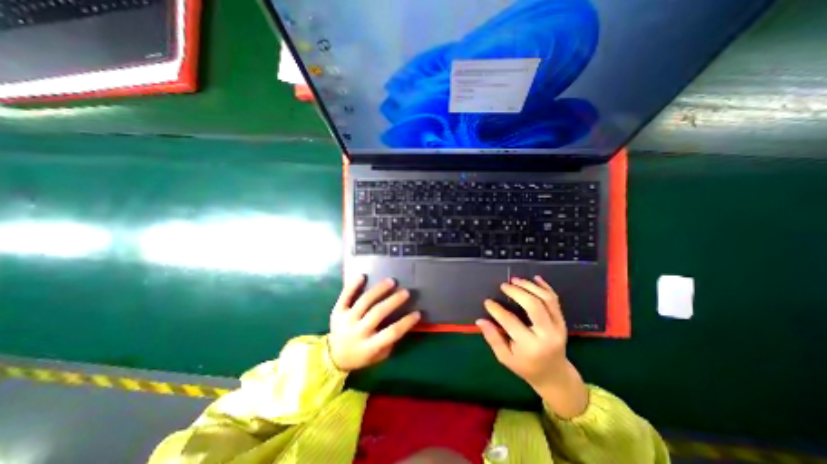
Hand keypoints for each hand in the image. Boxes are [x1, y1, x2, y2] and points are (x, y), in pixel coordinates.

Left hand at [328, 277, 422, 370]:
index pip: (391, 333)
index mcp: (369, 346)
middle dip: (393, 301)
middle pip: (377, 313)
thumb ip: (390, 341)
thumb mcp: (378, 356)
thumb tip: (404, 321)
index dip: (406, 323)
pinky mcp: (337, 312)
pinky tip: (363, 276)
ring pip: (364, 302)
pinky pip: (345, 296)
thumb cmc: (361, 356)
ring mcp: (346, 320)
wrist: (333, 357)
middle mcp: (357, 332)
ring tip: (391, 281)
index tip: (417, 313)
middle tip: (406, 292)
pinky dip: (353, 285)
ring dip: (379, 290)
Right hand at [478, 275, 587, 419]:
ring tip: (515, 280)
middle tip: (504, 285)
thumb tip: (480, 321)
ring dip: (530, 286)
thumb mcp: (505, 358)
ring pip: (546, 299)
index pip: (511, 322)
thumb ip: (493, 338)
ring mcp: (558, 327)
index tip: (487, 302)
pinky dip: (545, 287)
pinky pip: (555, 300)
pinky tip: (535, 278)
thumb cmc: (526, 366)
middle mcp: (547, 335)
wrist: (554, 375)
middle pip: (534, 306)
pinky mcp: (562, 321)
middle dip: (517, 292)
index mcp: (531, 347)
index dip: (497, 310)